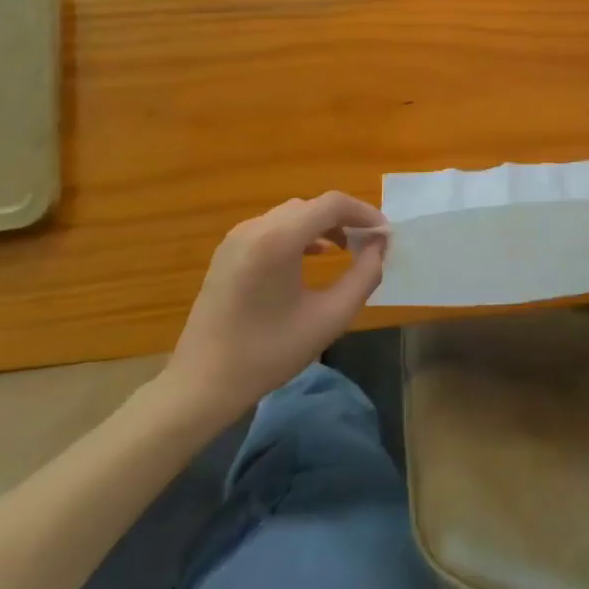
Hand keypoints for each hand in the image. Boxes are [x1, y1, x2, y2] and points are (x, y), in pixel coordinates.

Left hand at [158, 192, 386, 428]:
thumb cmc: (270, 353)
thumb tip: (380, 246)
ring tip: (347, 249)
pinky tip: (313, 257)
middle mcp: (255, 228)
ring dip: (323, 225)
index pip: (332, 204)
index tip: (385, 235)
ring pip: (293, 214)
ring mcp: (237, 238)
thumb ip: (364, 276)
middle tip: (370, 244)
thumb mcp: (330, 317)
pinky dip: (299, 233)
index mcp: (278, 239)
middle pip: (312, 206)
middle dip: (346, 219)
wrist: (202, 384)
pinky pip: (273, 227)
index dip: (365, 213)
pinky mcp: (228, 251)